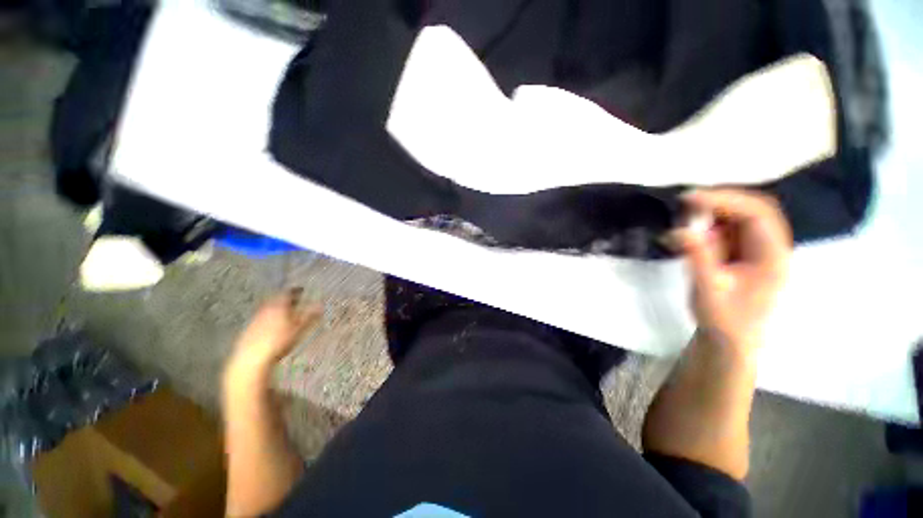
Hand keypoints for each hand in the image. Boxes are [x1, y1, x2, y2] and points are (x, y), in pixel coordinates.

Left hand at [227, 289, 322, 376]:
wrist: (252, 359)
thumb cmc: (279, 342)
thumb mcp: (299, 329)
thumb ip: (310, 316)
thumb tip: (321, 305)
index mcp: (279, 306)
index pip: (288, 293)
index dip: (296, 291)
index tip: (301, 289)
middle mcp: (265, 309)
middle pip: (276, 300)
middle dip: (285, 299)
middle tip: (294, 300)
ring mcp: (255, 319)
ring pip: (267, 309)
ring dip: (276, 308)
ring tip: (284, 312)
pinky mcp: (248, 330)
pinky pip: (259, 319)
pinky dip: (267, 318)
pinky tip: (271, 326)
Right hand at [672, 189, 791, 351]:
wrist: (729, 340)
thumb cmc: (723, 320)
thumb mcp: (708, 290)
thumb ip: (698, 258)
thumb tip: (680, 229)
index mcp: (772, 256)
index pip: (756, 215)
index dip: (725, 200)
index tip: (689, 199)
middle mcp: (771, 247)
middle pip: (754, 209)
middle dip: (721, 201)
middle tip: (687, 202)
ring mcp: (759, 249)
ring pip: (743, 216)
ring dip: (715, 211)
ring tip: (686, 216)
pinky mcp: (745, 253)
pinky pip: (731, 228)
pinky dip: (711, 224)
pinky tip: (693, 231)